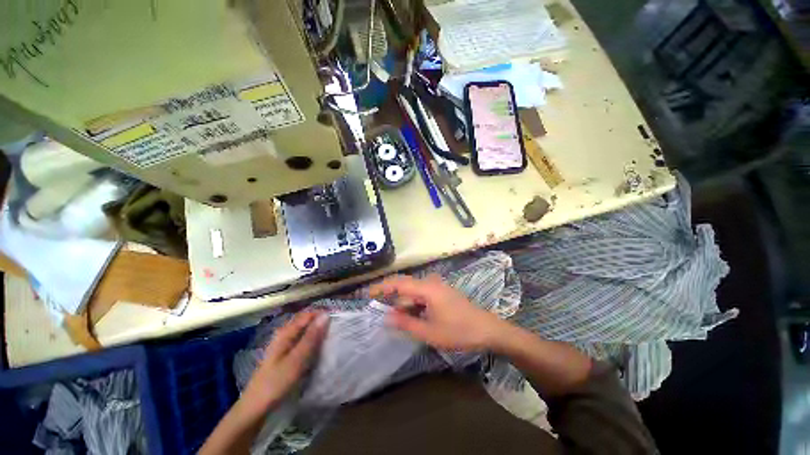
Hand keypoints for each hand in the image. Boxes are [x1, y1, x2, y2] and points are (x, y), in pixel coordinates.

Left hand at [242, 312, 328, 412]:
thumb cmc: (276, 382)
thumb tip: (326, 315)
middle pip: (307, 320)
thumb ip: (311, 337)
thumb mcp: (297, 359)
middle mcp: (285, 333)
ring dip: (318, 331)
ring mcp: (284, 343)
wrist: (256, 407)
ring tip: (332, 336)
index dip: (324, 314)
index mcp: (286, 331)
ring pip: (305, 331)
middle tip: (338, 328)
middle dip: (322, 322)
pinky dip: (312, 341)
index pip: (309, 314)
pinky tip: (319, 347)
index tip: (339, 319)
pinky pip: (302, 340)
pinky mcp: (285, 353)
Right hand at [370, 274, 508, 350]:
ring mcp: (438, 287)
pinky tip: (412, 318)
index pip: (398, 283)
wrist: (488, 330)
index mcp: (427, 288)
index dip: (382, 287)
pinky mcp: (442, 294)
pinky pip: (422, 296)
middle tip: (380, 312)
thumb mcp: (430, 332)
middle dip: (392, 299)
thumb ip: (406, 323)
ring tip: (396, 321)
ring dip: (404, 305)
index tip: (367, 294)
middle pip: (405, 287)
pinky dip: (414, 306)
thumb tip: (386, 316)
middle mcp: (431, 283)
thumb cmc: (459, 331)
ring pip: (414, 293)